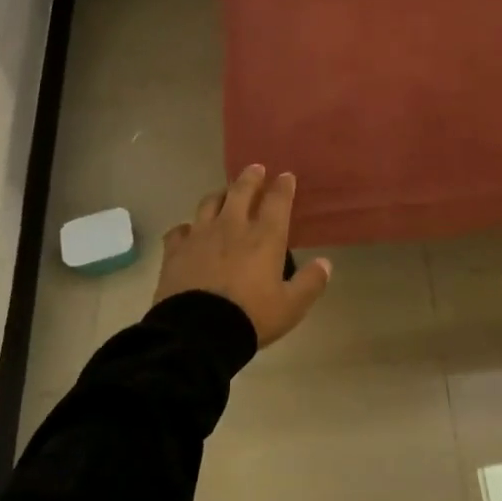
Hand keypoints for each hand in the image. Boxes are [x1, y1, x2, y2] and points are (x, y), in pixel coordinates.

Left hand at [155, 165, 332, 347]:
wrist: (197, 332)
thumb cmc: (250, 317)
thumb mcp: (291, 307)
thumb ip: (310, 283)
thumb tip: (326, 263)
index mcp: (264, 238)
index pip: (277, 201)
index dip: (283, 186)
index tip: (286, 176)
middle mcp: (232, 227)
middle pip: (241, 191)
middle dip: (251, 177)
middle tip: (255, 168)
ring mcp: (200, 235)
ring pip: (209, 203)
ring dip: (220, 194)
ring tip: (224, 194)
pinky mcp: (176, 250)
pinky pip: (180, 229)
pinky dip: (188, 227)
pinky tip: (189, 231)